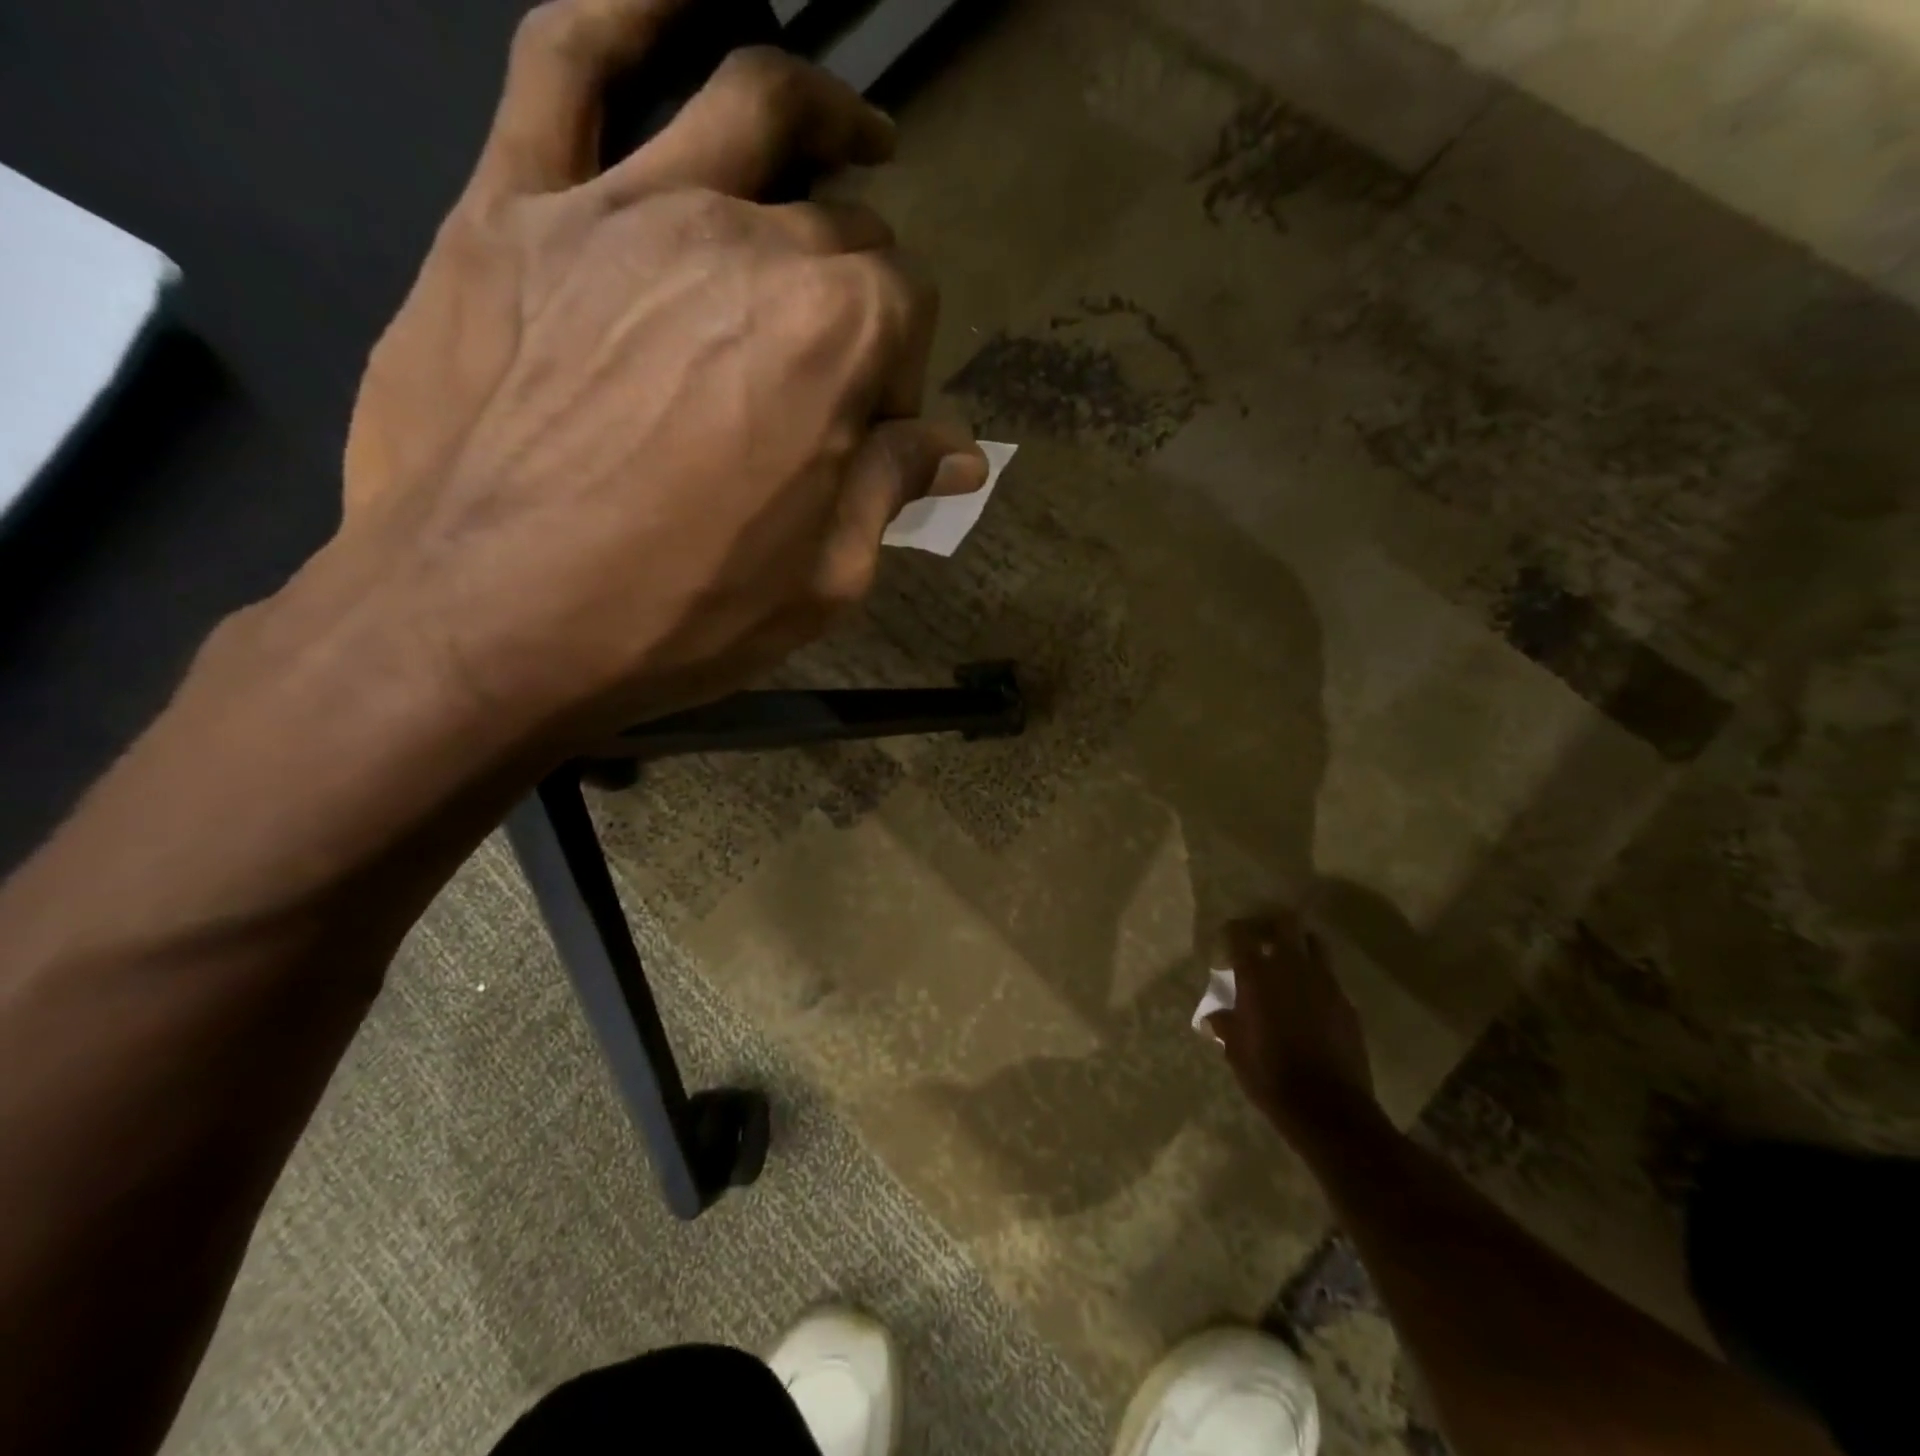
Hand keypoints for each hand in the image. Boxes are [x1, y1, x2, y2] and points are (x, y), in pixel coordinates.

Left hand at [340, 0, 986, 746]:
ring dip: (818, 112)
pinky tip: (674, 2)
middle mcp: (745, 243)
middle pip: (841, 230)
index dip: (899, 377)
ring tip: (853, 137)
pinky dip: (623, 10)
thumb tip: (956, 449)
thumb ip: (892, 490)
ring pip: (747, 103)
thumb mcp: (824, 582)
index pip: (905, 316)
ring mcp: (624, 211)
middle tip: (836, 360)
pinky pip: (566, 62)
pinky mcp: (515, 209)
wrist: (483, 624)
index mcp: (832, 338)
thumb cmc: (677, 618)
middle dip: (860, 293)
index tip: (873, 435)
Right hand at [1208, 912, 1379, 1143]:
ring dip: (1300, 945)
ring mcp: (1325, 984)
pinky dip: (1318, 978)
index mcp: (1257, 976)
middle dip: (1271, 925)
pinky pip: (1330, 978)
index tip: (1228, 936)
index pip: (1241, 934)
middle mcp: (1291, 969)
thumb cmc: (1270, 1076)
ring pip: (1314, 944)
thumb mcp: (1236, 1052)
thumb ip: (1226, 1026)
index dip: (1233, 931)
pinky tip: (1310, 998)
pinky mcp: (1347, 1004)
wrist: (1328, 1108)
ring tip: (1290, 960)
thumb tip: (1213, 1018)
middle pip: (1285, 925)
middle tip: (1262, 936)